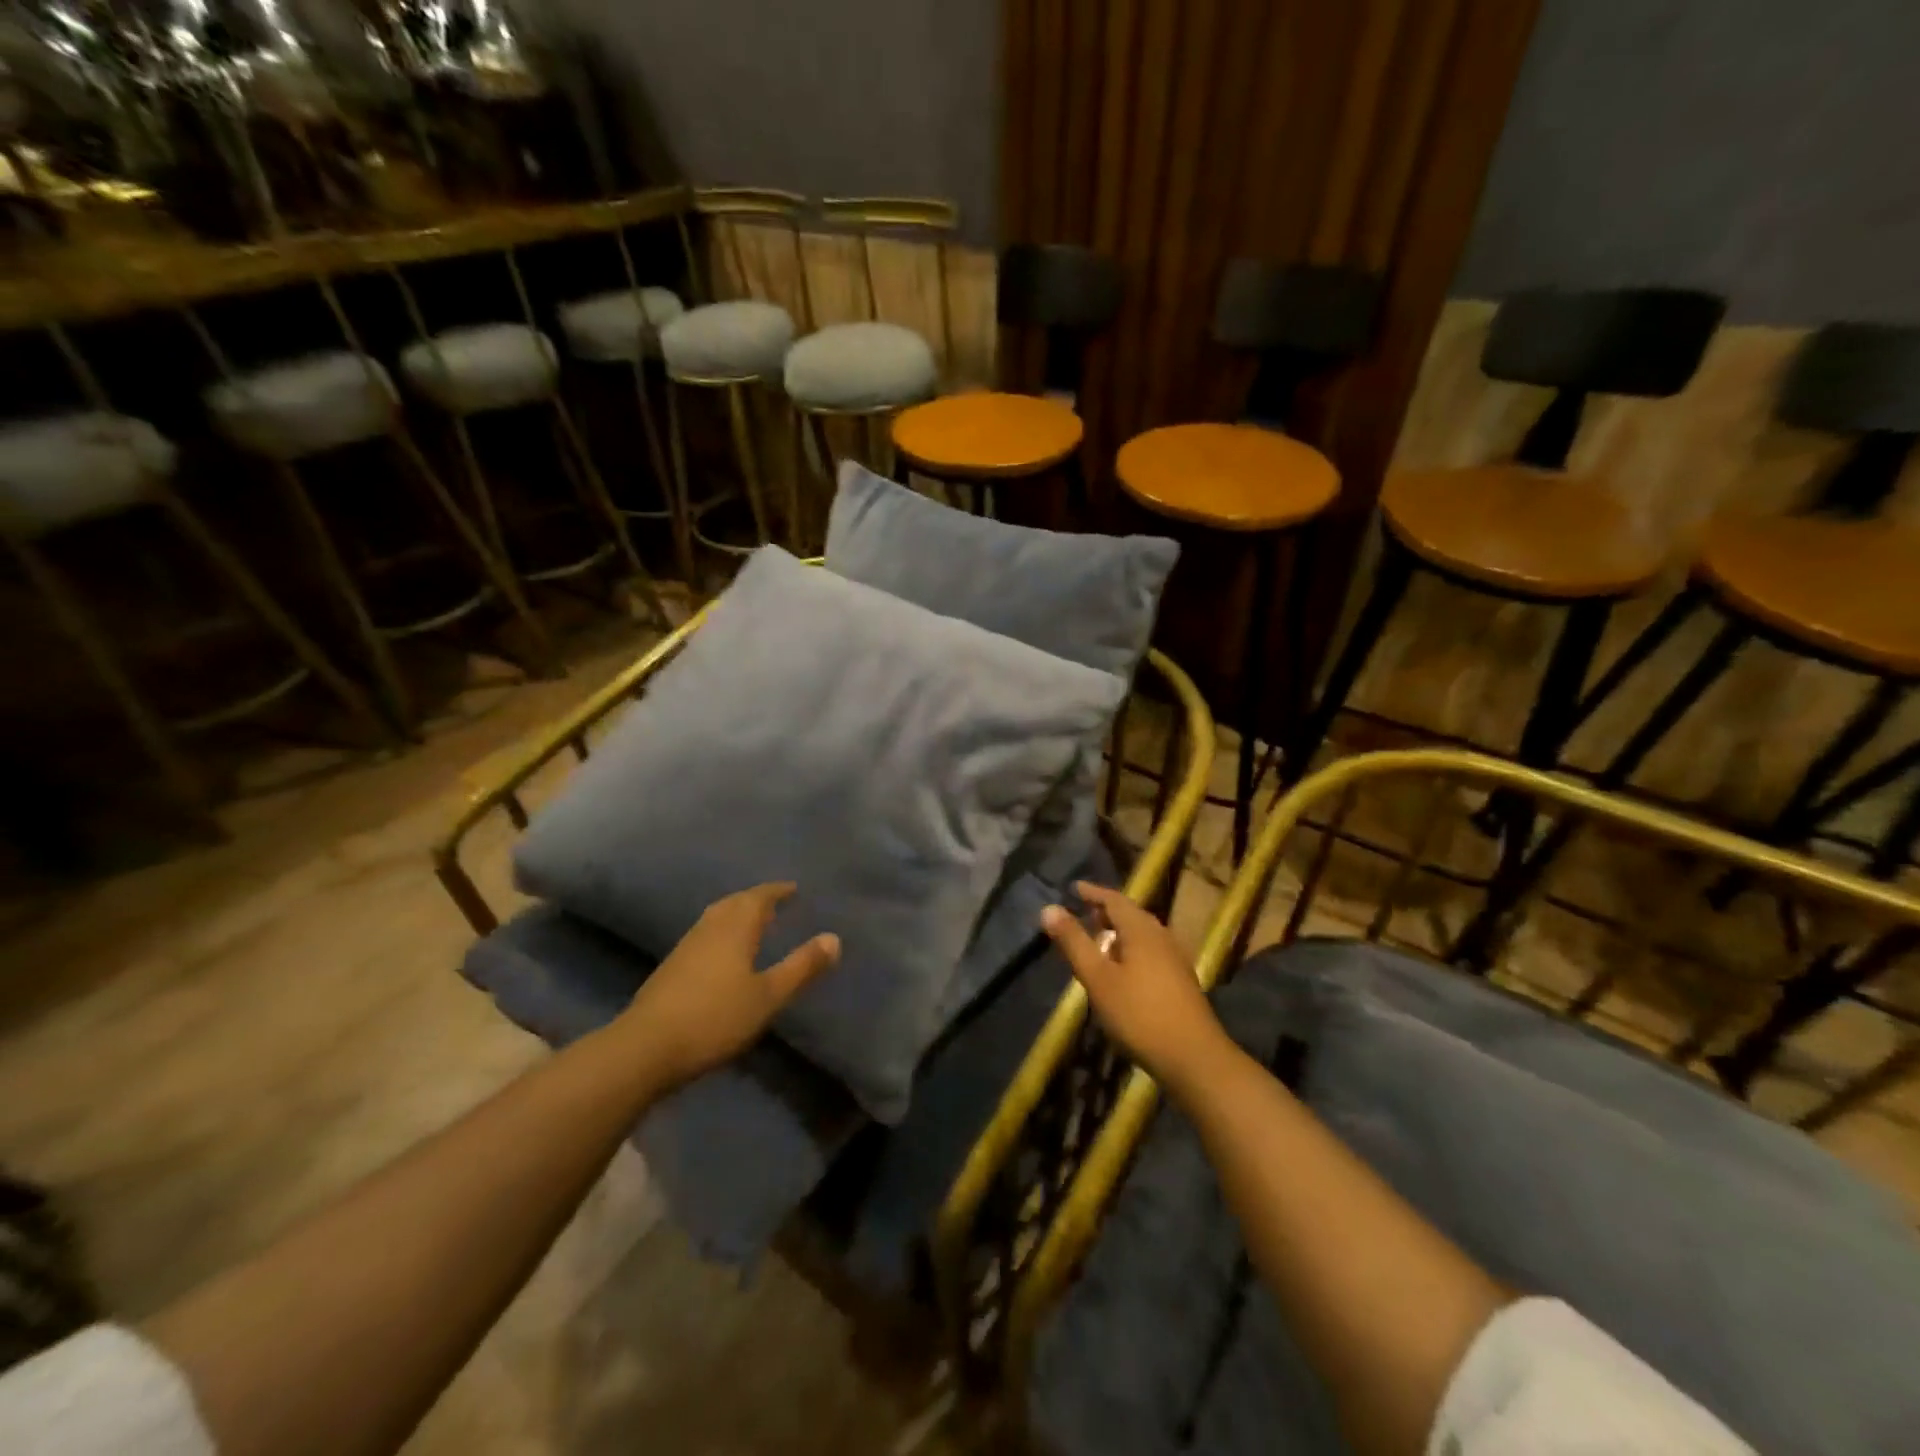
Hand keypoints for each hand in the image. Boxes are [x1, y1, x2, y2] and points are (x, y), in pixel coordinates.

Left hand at [617, 882, 839, 1091]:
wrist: (645, 1048)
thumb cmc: (715, 1018)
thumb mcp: (768, 996)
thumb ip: (801, 967)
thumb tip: (834, 938)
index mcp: (734, 928)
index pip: (758, 897)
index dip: (776, 891)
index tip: (793, 888)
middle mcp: (708, 930)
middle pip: (733, 903)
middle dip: (754, 899)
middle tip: (774, 902)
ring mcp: (685, 948)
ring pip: (714, 919)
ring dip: (735, 914)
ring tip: (752, 923)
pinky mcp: (670, 969)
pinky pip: (703, 936)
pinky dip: (720, 933)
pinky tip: (722, 954)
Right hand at [1040, 882, 1228, 1091]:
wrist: (1193, 1057)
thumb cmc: (1139, 1014)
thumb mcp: (1098, 978)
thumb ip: (1074, 942)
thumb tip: (1049, 908)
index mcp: (1141, 930)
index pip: (1115, 899)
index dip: (1093, 892)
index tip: (1075, 888)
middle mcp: (1162, 936)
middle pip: (1132, 914)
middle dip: (1107, 911)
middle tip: (1085, 912)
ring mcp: (1175, 959)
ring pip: (1143, 934)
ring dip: (1120, 931)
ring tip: (1100, 939)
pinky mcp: (1181, 980)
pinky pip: (1151, 951)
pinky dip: (1132, 949)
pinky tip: (1123, 969)